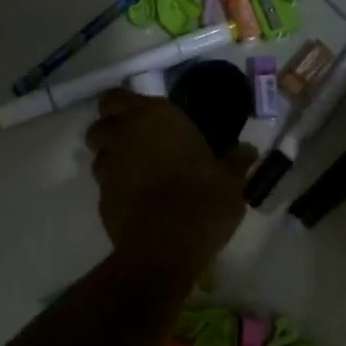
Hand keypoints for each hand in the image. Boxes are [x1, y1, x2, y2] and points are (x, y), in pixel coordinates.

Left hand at [85, 91, 256, 277]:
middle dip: (112, 130)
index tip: (145, 118)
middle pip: (102, 124)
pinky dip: (117, 188)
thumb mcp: (230, 181)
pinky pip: (105, 185)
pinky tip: (139, 201)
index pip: (118, 97)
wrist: (165, 249)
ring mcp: (108, 169)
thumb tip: (246, 149)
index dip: (125, 106)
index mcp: (153, 118)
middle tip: (139, 143)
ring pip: (99, 155)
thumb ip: (235, 161)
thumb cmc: (201, 201)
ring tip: (139, 173)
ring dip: (112, 159)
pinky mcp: (101, 200)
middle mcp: (123, 136)